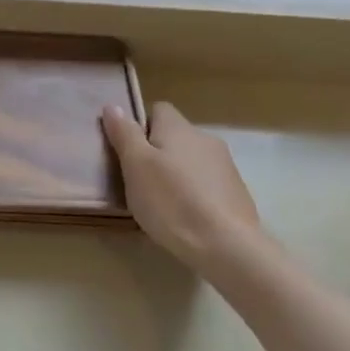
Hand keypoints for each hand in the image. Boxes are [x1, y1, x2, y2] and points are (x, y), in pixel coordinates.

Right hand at [101, 102, 261, 267]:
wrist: (225, 244)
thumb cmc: (171, 200)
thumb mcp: (135, 165)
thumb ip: (124, 134)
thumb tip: (113, 106)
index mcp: (179, 128)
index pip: (158, 110)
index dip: (140, 126)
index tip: (128, 152)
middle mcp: (205, 139)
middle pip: (175, 136)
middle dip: (157, 152)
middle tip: (139, 180)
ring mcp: (225, 166)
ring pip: (191, 160)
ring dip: (176, 173)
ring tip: (161, 202)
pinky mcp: (236, 192)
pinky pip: (206, 183)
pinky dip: (193, 192)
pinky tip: (185, 216)